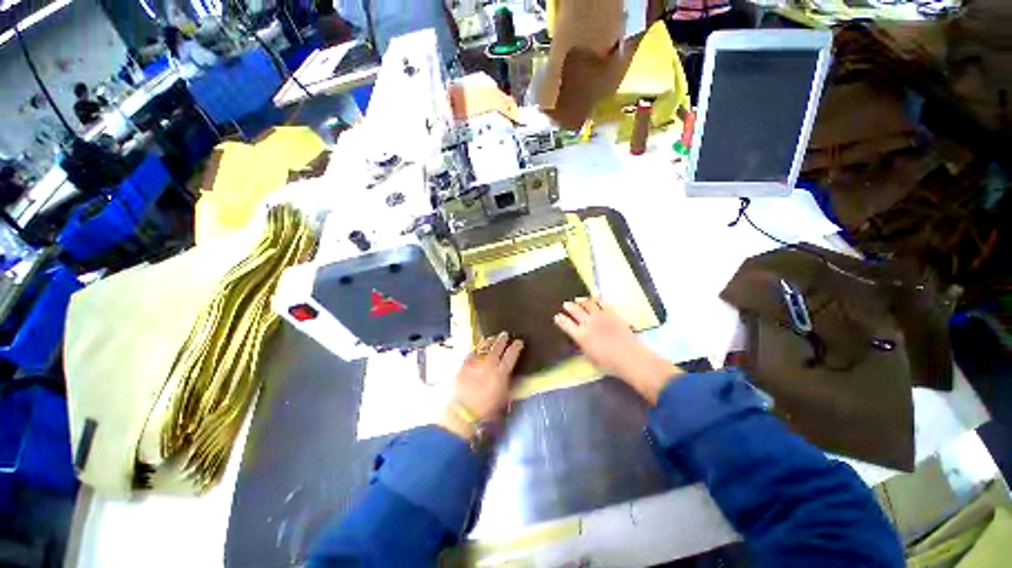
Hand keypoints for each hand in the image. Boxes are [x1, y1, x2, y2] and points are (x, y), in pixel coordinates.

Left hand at [438, 333, 523, 440]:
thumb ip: (507, 384)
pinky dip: (475, 349)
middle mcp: (489, 365)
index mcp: (501, 374)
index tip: (519, 342)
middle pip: (497, 347)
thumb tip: (510, 377)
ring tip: (492, 338)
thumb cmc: (486, 412)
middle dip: (502, 339)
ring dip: (489, 341)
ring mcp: (475, 363)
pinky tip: (477, 348)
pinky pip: (471, 352)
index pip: (511, 355)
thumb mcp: (503, 399)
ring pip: (484, 346)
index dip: (516, 347)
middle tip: (505, 334)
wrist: (462, 414)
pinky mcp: (463, 364)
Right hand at [553, 298, 680, 404]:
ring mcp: (600, 316)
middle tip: (566, 304)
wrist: (630, 356)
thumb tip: (579, 340)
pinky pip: (602, 303)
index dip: (560, 320)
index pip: (566, 324)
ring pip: (588, 304)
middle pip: (575, 311)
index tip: (557, 316)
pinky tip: (594, 299)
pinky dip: (596, 300)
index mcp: (580, 335)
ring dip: (581, 301)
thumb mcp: (590, 358)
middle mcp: (588, 323)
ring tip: (578, 299)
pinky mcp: (612, 313)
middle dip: (569, 307)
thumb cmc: (609, 363)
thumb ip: (582, 346)